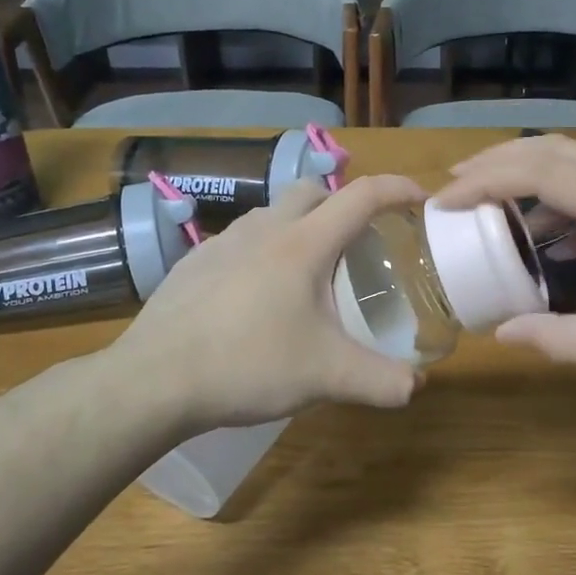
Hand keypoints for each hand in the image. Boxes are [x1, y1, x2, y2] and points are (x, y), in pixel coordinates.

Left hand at [114, 174, 427, 433]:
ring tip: (307, 272)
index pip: (362, 196)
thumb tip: (416, 386)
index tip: (420, 199)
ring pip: (272, 213)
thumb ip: (380, 380)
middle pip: (312, 191)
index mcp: (303, 244)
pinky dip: (262, 252)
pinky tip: (257, 296)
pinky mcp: (193, 262)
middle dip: (343, 204)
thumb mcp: (326, 377)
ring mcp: (222, 242)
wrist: (155, 379)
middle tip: (359, 242)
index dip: (397, 189)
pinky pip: (240, 241)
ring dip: (299, 226)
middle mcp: (264, 229)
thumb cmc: (248, 365)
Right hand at [432, 134, 575, 366]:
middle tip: (454, 189)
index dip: (480, 181)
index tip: (440, 201)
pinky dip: (564, 200)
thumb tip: (505, 336)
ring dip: (530, 178)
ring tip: (494, 212)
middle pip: (551, 150)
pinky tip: (558, 241)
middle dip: (496, 164)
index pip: (534, 170)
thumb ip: (569, 340)